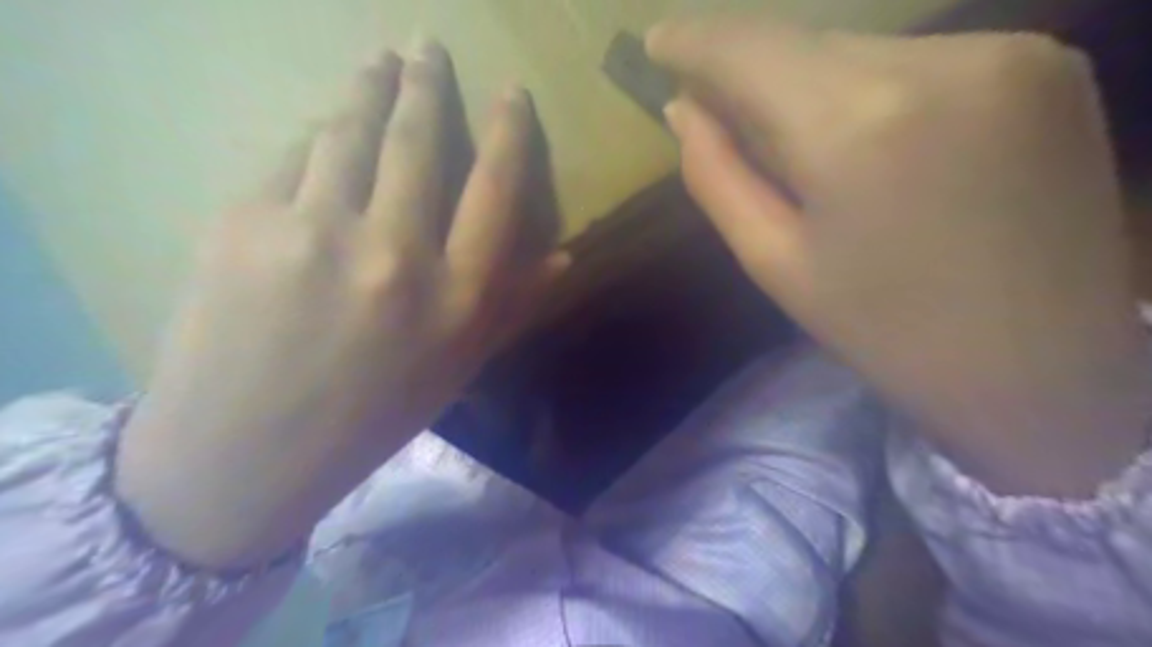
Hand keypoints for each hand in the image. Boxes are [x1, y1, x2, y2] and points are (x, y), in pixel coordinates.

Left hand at [113, 40, 564, 568]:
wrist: (246, 453)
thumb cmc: (371, 414)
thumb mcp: (458, 366)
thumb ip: (514, 303)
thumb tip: (565, 255)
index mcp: (456, 297)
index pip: (496, 188)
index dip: (509, 131)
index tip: (512, 92)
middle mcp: (396, 254)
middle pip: (417, 142)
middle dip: (426, 84)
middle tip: (426, 45)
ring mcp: (315, 232)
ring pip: (349, 132)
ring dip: (368, 88)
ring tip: (378, 60)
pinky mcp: (244, 223)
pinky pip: (293, 158)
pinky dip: (316, 136)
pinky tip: (323, 130)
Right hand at [653, 18, 1147, 497]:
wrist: (1041, 368)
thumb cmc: (885, 330)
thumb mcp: (775, 263)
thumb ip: (718, 176)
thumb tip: (684, 109)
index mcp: (855, 127)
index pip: (751, 49)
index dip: (696, 40)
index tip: (658, 42)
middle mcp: (937, 62)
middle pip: (806, 43)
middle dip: (753, 73)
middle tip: (722, 113)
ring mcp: (1008, 51)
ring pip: (861, 49)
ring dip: (812, 86)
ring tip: (805, 150)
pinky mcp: (1048, 62)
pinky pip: (919, 61)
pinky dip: (873, 90)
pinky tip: (875, 146)